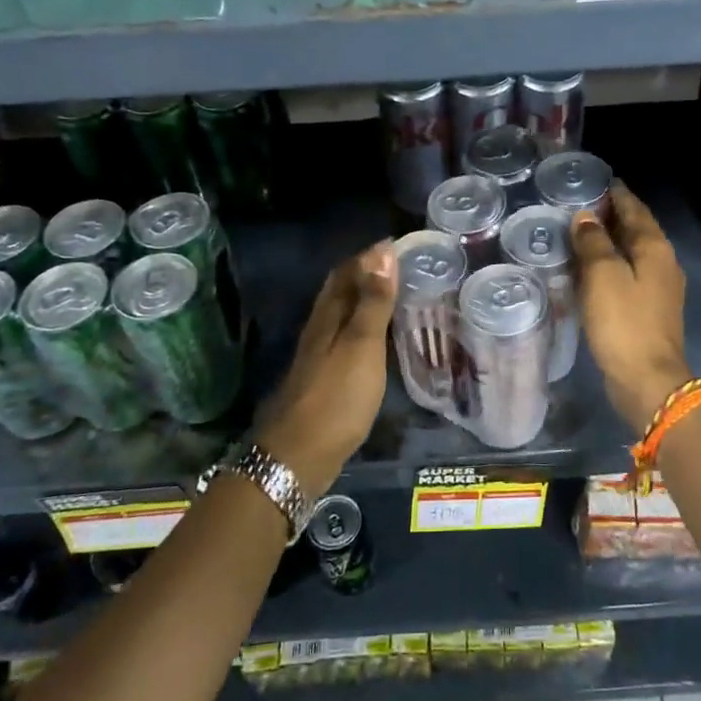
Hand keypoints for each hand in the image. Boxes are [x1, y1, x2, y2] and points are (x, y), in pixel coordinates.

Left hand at [254, 240, 397, 498]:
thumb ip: (374, 302)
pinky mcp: (325, 378)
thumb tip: (383, 252)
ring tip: (396, 296)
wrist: (299, 456)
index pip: (346, 271)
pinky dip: (364, 327)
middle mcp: (320, 329)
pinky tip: (378, 339)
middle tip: (401, 267)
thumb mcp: (362, 346)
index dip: (370, 256)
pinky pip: (346, 338)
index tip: (399, 244)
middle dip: (366, 273)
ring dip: (365, 299)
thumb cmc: (336, 397)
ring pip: (342, 315)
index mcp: (328, 316)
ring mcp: (319, 355)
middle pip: (340, 291)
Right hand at [569, 183, 692, 429]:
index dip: (615, 193)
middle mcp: (663, 262)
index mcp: (654, 247)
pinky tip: (590, 269)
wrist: (648, 380)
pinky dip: (611, 264)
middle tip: (579, 204)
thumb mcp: (602, 276)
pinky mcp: (650, 309)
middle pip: (636, 228)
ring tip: (580, 233)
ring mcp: (660, 287)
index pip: (634, 208)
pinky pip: (628, 274)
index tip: (594, 180)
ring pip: (632, 252)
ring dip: (610, 240)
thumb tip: (586, 217)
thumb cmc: (623, 322)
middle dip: (611, 214)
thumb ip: (593, 242)